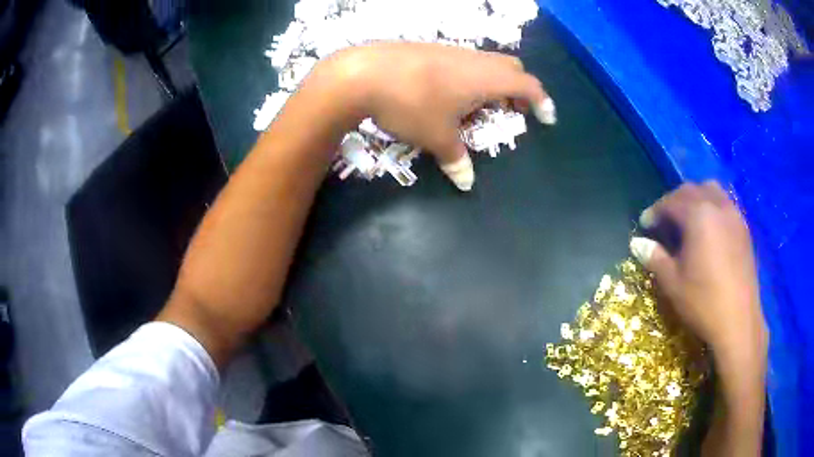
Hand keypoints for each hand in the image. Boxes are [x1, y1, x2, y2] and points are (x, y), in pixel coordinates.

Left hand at [313, 42, 554, 189]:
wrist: (363, 73)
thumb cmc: (410, 104)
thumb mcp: (436, 137)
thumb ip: (456, 158)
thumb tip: (466, 182)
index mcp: (486, 78)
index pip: (528, 85)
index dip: (541, 101)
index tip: (547, 118)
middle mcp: (474, 59)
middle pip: (511, 68)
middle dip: (519, 89)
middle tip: (514, 111)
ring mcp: (451, 50)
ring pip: (486, 62)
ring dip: (493, 83)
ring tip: (480, 107)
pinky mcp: (430, 48)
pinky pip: (463, 61)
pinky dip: (470, 76)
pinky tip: (449, 94)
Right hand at [629, 182, 767, 362]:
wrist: (738, 321)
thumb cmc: (703, 302)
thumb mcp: (673, 283)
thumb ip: (655, 257)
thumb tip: (637, 243)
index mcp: (698, 215)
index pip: (671, 202)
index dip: (655, 211)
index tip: (645, 224)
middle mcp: (717, 206)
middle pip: (691, 190)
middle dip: (674, 201)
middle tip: (664, 221)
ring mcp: (734, 215)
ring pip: (711, 190)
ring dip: (695, 198)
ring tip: (688, 219)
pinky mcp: (744, 228)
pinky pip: (725, 204)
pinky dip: (712, 207)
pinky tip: (709, 230)